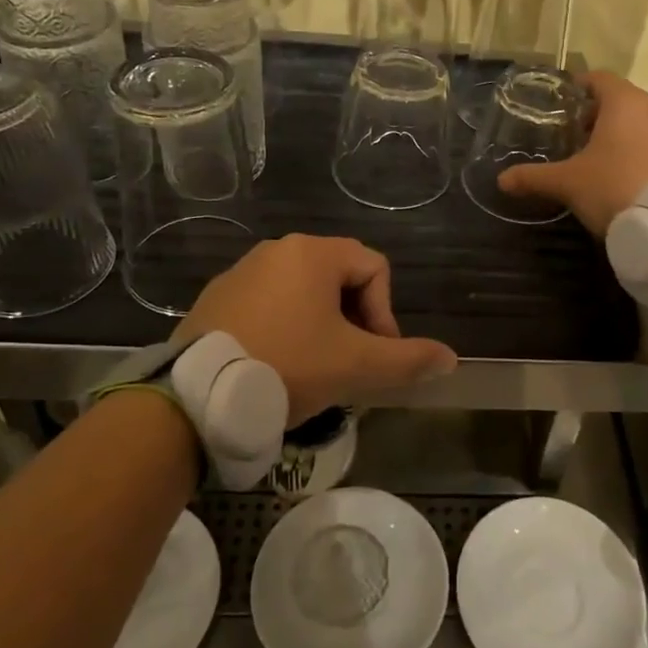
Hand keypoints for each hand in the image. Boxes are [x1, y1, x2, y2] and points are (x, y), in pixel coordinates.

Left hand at [178, 235, 457, 425]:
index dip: (385, 312)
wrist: (196, 396)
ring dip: (321, 325)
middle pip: (340, 277)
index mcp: (313, 253)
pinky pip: (268, 303)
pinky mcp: (216, 297)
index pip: (375, 268)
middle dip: (355, 320)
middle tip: (349, 363)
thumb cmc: (287, 366)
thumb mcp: (355, 366)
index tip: (374, 354)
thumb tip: (451, 359)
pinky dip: (285, 327)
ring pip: (303, 292)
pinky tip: (276, 364)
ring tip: (315, 368)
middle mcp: (277, 250)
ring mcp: (242, 271)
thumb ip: (407, 360)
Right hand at [497, 72, 647, 235]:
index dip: (578, 87)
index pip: (599, 79)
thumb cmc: (613, 188)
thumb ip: (534, 177)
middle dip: (597, 115)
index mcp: (624, 102)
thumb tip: (501, 180)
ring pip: (641, 122)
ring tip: (597, 158)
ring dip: (621, 133)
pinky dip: (639, 150)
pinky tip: (624, 175)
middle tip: (574, 136)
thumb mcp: (568, 183)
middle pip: (621, 100)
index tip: (562, 103)